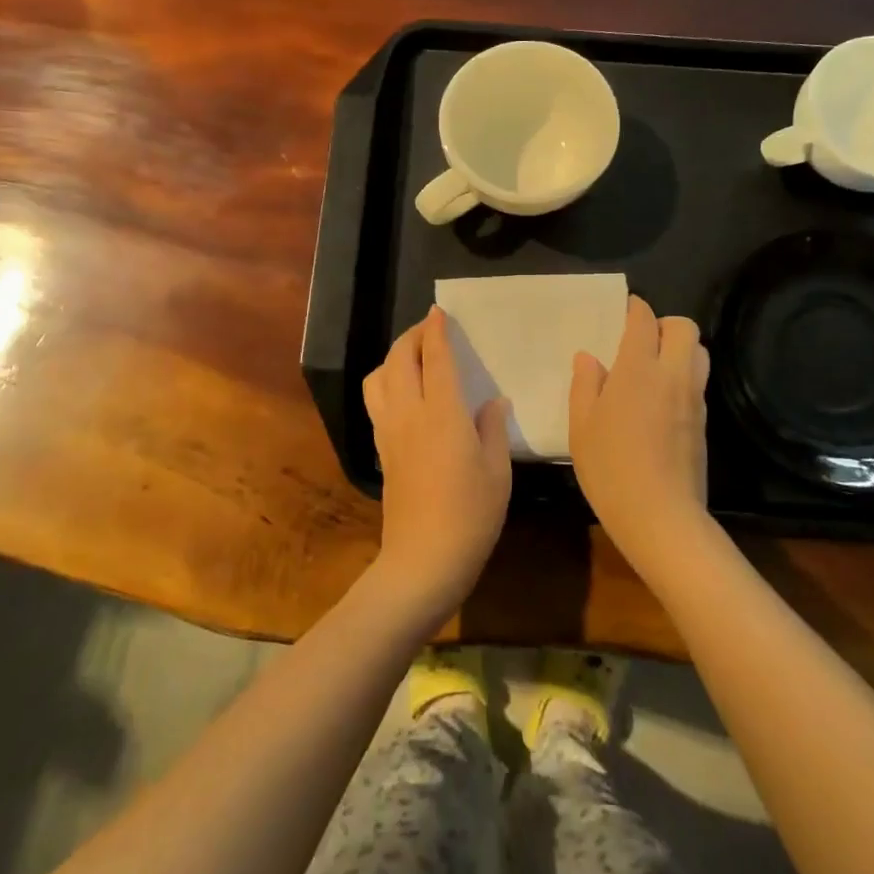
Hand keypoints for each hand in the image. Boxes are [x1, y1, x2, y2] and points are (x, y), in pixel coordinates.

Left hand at [363, 307, 512, 620]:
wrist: (423, 560)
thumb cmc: (471, 515)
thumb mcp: (498, 471)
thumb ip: (493, 429)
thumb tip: (492, 402)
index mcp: (443, 413)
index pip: (436, 358)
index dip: (436, 331)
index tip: (439, 312)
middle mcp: (409, 413)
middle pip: (399, 359)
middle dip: (411, 336)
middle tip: (428, 328)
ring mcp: (389, 431)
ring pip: (378, 377)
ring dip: (393, 357)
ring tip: (412, 356)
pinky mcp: (381, 450)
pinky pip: (376, 401)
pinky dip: (386, 382)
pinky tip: (403, 392)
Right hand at [568, 296, 711, 570]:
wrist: (661, 516)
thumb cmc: (610, 468)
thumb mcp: (582, 427)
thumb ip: (585, 385)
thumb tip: (588, 357)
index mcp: (637, 369)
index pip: (644, 321)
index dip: (635, 309)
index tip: (626, 309)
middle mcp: (672, 375)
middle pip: (684, 327)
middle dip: (665, 324)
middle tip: (642, 341)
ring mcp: (693, 398)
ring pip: (699, 352)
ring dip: (680, 349)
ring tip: (654, 368)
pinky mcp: (704, 421)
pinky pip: (698, 381)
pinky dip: (684, 376)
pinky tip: (662, 400)